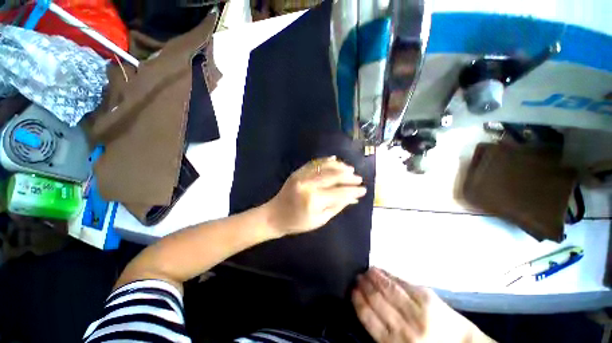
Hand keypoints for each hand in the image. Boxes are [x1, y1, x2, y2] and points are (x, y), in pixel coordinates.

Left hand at [264, 156, 366, 236]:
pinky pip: (314, 163)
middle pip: (333, 176)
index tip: (363, 189)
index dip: (353, 190)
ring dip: (339, 166)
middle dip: (349, 176)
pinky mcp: (297, 172)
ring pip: (325, 166)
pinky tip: (335, 160)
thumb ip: (337, 206)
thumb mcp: (320, 219)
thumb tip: (353, 197)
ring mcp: (301, 176)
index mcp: (314, 200)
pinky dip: (326, 160)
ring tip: (350, 169)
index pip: (339, 192)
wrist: (275, 215)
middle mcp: (308, 184)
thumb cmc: (298, 222)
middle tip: (359, 178)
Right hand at [352, 268, 495, 342]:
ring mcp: (416, 309)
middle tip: (357, 277)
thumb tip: (365, 307)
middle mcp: (404, 327)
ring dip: (373, 277)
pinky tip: (380, 271)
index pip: (368, 318)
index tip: (352, 290)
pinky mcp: (426, 297)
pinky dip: (388, 275)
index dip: (358, 301)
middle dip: (364, 286)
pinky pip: (401, 282)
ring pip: (387, 288)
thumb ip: (382, 331)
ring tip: (366, 271)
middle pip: (376, 300)